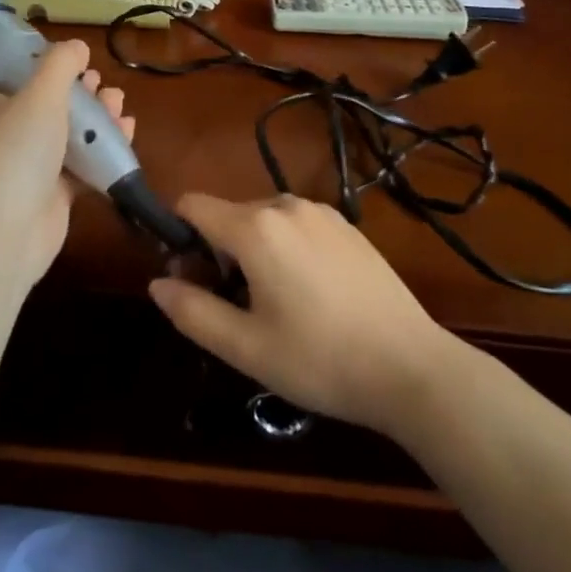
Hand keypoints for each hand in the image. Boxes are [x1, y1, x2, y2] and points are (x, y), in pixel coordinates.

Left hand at [0, 39, 134, 289]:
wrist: (4, 233)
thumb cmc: (12, 150)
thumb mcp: (39, 93)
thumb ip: (60, 64)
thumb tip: (77, 46)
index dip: (24, 52)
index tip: (55, 48)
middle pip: (37, 94)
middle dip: (73, 85)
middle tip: (97, 78)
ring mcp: (21, 160)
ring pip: (62, 127)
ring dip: (93, 113)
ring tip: (118, 102)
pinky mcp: (47, 189)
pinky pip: (78, 160)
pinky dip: (100, 147)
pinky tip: (126, 131)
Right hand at [148, 193, 455, 435]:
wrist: (412, 367)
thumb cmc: (320, 360)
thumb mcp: (245, 347)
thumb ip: (191, 311)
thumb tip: (158, 283)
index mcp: (255, 227)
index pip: (192, 204)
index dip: (178, 236)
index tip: (190, 279)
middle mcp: (286, 204)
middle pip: (228, 214)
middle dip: (217, 250)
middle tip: (234, 306)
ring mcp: (321, 211)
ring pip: (263, 220)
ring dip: (253, 251)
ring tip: (276, 305)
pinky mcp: (347, 225)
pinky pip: (296, 225)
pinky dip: (286, 248)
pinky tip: (312, 295)